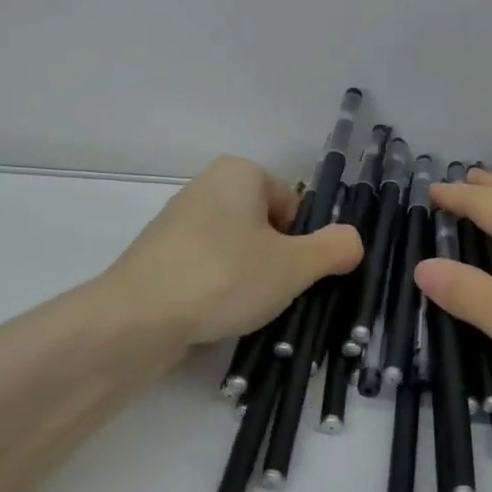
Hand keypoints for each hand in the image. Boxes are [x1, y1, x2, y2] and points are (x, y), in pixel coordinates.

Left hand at [101, 155, 362, 347]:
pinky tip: (213, 316)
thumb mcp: (295, 266)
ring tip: (241, 310)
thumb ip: (334, 249)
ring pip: (235, 251)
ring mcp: (177, 222)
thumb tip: (353, 241)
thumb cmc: (225, 276)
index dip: (301, 242)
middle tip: (272, 293)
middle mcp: (206, 186)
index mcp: (240, 172)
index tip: (293, 273)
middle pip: (264, 227)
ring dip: (247, 279)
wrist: (137, 318)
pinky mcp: (158, 257)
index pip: (292, 205)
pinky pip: (205, 269)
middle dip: (274, 261)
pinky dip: (216, 290)